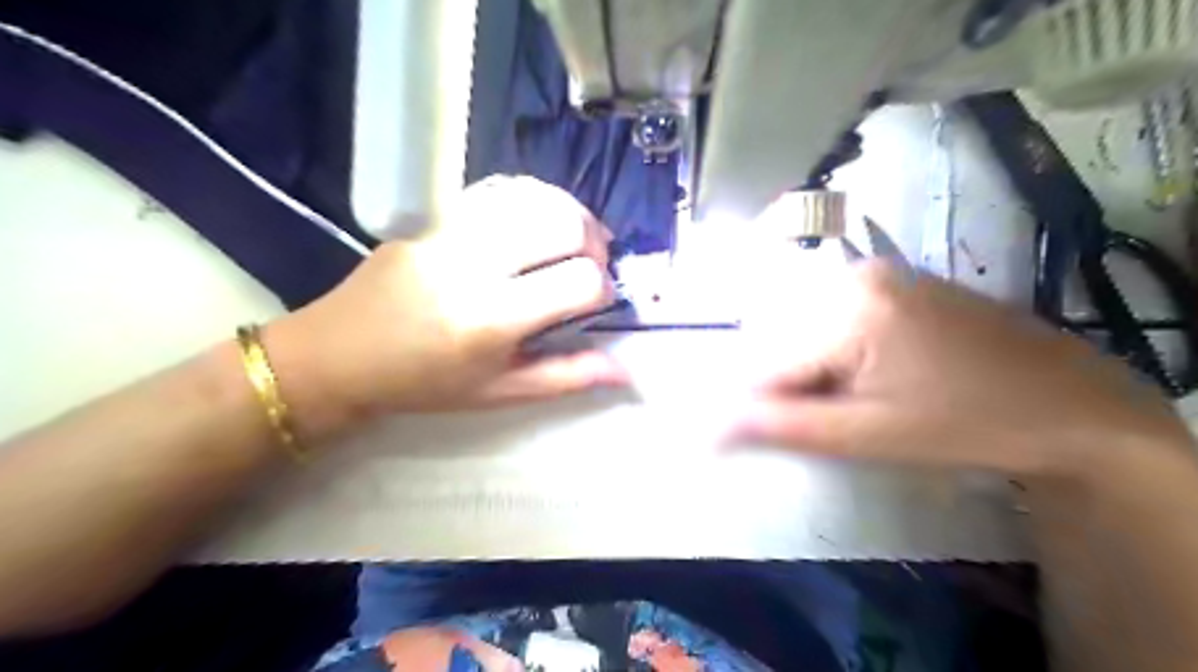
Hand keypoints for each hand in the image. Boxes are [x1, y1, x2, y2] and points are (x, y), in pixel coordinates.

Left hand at [268, 177, 629, 438]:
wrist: (340, 355)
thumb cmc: (426, 384)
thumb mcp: (500, 392)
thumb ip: (568, 377)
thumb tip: (627, 369)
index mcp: (491, 319)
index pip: (580, 281)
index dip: (602, 290)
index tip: (594, 303)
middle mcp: (473, 263)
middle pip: (564, 224)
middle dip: (595, 244)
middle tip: (590, 266)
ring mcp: (449, 230)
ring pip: (535, 196)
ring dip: (569, 215)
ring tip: (571, 241)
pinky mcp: (433, 214)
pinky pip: (500, 191)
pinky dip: (534, 201)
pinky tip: (535, 223)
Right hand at [732, 261, 1186, 474]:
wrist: (1070, 403)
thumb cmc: (967, 424)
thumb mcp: (870, 434)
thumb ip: (785, 425)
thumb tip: (711, 427)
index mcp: (847, 308)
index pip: (765, 362)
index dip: (757, 405)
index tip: (752, 437)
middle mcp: (852, 275)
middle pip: (782, 338)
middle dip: (787, 384)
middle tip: (830, 417)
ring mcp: (876, 272)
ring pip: (804, 327)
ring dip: (808, 368)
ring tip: (854, 399)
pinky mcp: (893, 279)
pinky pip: (832, 314)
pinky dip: (831, 350)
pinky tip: (869, 374)